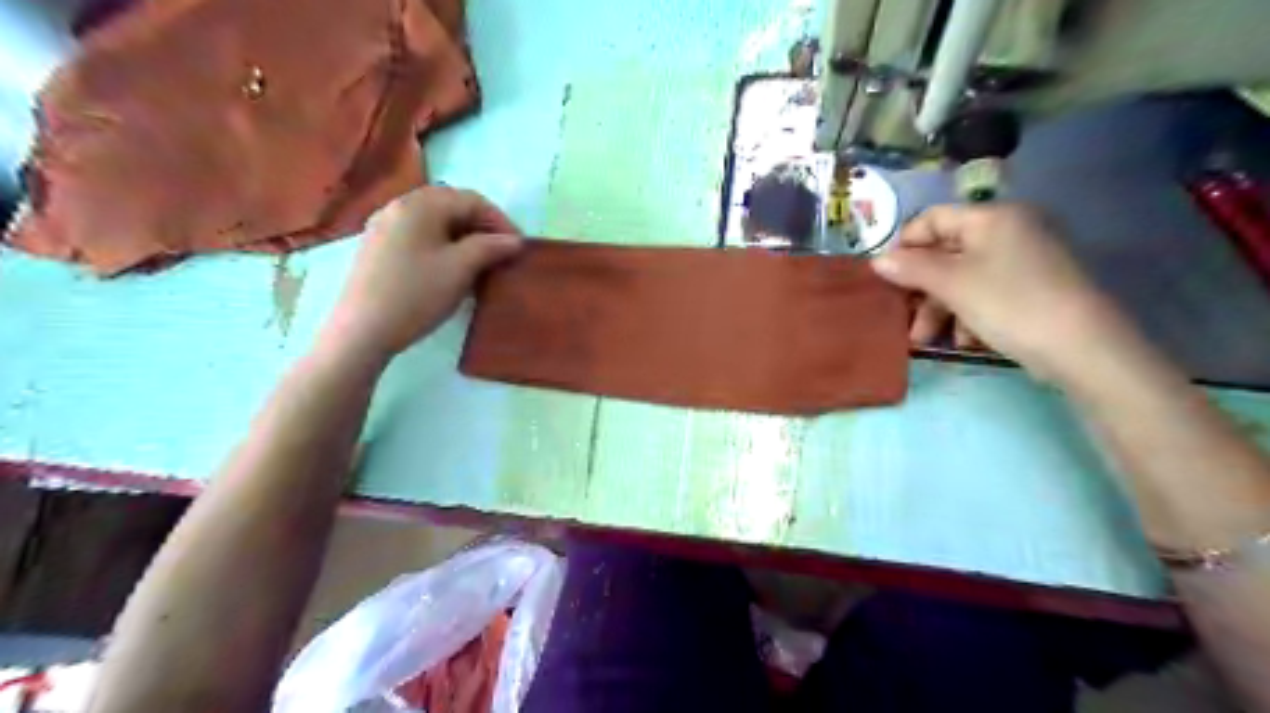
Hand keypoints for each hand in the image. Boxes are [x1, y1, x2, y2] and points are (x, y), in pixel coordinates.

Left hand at [319, 187, 523, 364]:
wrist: (362, 330)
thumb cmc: (416, 294)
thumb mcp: (461, 269)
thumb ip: (490, 247)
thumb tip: (514, 240)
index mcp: (420, 204)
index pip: (472, 199)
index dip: (500, 220)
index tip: (518, 247)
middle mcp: (399, 206)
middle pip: (451, 206)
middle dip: (481, 227)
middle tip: (500, 254)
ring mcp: (384, 226)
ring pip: (435, 222)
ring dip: (462, 237)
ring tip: (479, 264)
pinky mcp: (377, 247)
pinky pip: (418, 235)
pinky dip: (441, 246)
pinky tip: (449, 270)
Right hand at [875, 202, 1129, 381]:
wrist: (1082, 347)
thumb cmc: (1009, 303)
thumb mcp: (952, 284)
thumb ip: (911, 268)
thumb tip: (878, 260)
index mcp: (991, 217)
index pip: (932, 218)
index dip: (904, 245)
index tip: (885, 278)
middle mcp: (1009, 230)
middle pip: (946, 252)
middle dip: (921, 289)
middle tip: (905, 318)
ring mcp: (1024, 260)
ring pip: (963, 278)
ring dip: (940, 309)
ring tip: (928, 341)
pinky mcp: (1032, 288)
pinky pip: (986, 293)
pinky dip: (968, 315)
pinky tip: (966, 341)